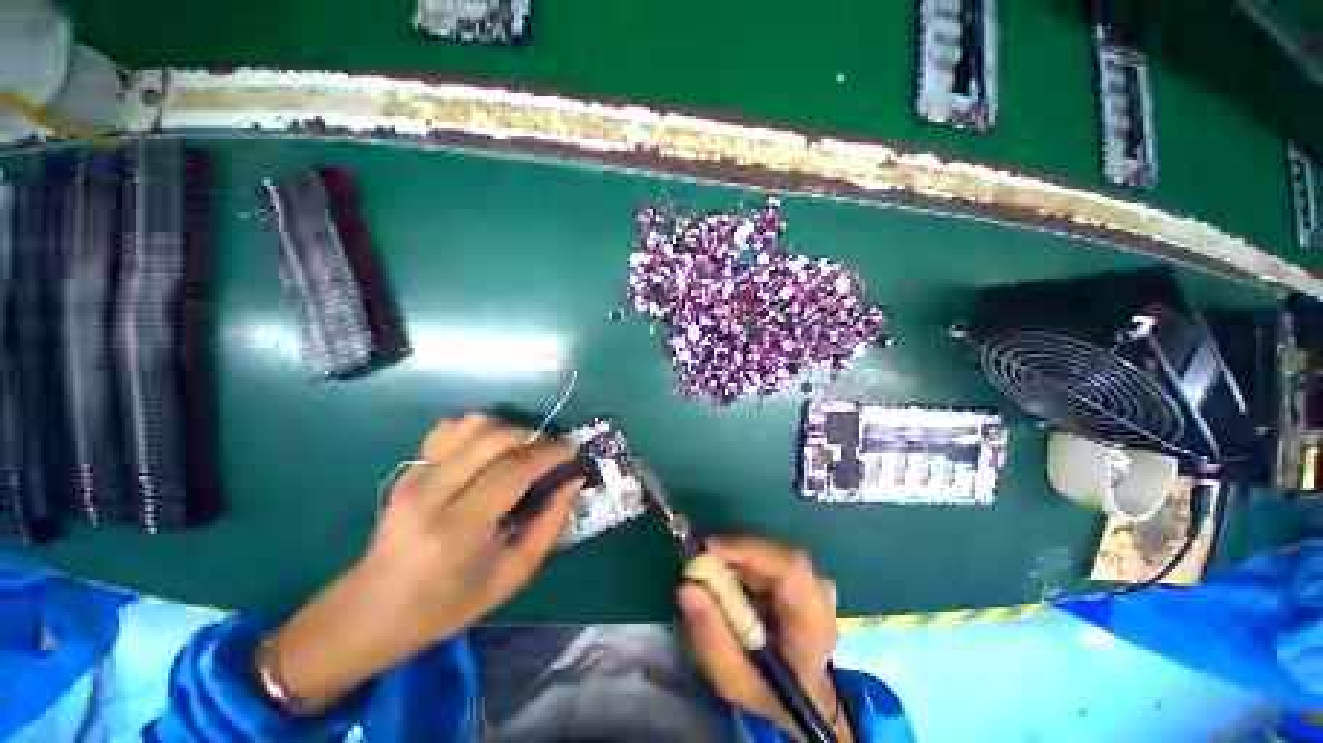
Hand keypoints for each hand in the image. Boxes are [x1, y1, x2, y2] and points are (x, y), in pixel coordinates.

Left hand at [267, 415, 581, 710]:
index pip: (514, 470)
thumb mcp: (512, 575)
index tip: (572, 451)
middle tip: (552, 452)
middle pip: (494, 438)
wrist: (372, 611)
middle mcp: (433, 493)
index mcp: (459, 528)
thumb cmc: (448, 604)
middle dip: (534, 437)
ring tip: (524, 449)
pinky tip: (491, 446)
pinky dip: (479, 428)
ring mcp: (415, 476)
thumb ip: (550, 525)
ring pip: (473, 425)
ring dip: (509, 429)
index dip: (550, 453)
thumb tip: (573, 482)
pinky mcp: (408, 469)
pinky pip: (450, 429)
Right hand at [678, 536, 851, 742]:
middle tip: (701, 565)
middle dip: (734, 554)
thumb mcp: (733, 679)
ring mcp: (814, 580)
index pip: (790, 568)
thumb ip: (711, 637)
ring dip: (738, 558)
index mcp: (813, 623)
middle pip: (775, 554)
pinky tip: (731, 581)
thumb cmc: (768, 691)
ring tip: (713, 578)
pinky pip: (769, 556)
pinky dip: (745, 562)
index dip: (748, 550)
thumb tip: (687, 587)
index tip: (708, 550)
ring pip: (769, 552)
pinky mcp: (804, 574)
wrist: (801, 696)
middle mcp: (820, 592)